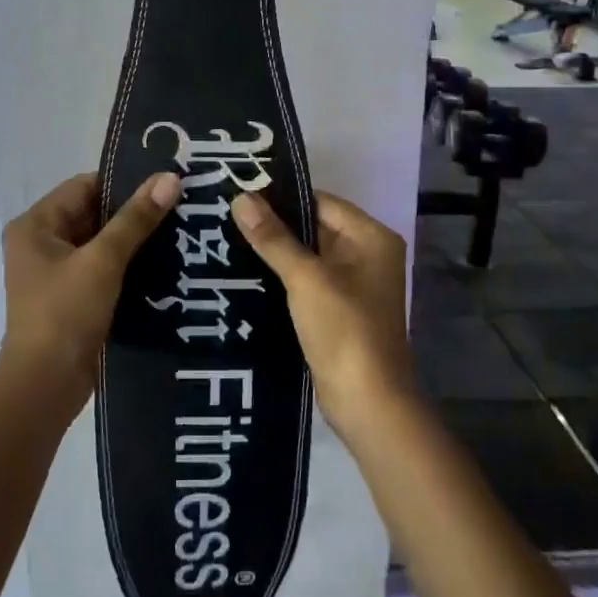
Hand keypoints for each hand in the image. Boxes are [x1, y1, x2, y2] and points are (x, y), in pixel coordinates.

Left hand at [0, 171, 181, 418]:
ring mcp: (56, 273)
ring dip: (134, 240)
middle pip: (93, 214)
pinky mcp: (72, 298)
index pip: (84, 187)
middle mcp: (41, 243)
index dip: (124, 183)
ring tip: (180, 231)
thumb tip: (170, 178)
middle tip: (180, 205)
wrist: (45, 387)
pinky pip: (104, 269)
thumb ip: (136, 219)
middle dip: (134, 213)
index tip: (166, 183)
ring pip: (102, 243)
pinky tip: (165, 263)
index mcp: (36, 225)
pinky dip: (129, 265)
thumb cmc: (65, 314)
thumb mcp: (103, 261)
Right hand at [229, 191, 417, 436]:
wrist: (367, 401)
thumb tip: (241, 198)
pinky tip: (248, 274)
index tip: (238, 195)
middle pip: (315, 227)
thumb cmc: (343, 329)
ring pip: (309, 256)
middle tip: (226, 217)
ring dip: (276, 252)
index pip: (320, 202)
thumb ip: (273, 237)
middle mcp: (368, 253)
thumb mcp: (306, 278)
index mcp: (371, 236)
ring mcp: (355, 284)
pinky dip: (284, 277)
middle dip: (275, 226)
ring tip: (228, 241)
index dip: (281, 198)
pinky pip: (309, 281)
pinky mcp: (340, 309)